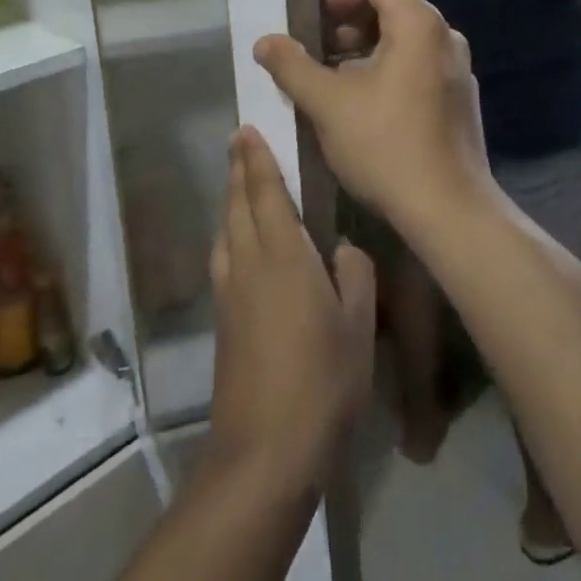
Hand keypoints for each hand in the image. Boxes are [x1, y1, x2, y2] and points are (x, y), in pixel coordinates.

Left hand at [207, 128, 374, 496]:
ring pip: (225, 230)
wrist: (264, 452)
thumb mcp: (358, 323)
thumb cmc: (321, 380)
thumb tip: (342, 249)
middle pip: (237, 204)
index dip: (256, 158)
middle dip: (238, 170)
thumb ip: (353, 273)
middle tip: (239, 142)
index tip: (246, 129)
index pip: (265, 191)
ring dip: (230, 201)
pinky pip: (223, 258)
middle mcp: (248, 263)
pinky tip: (237, 245)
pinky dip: (228, 234)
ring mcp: (229, 294)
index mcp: (282, 254)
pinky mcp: (222, 322)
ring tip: (238, 186)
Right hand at [255, 0, 495, 235]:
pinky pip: (417, 66)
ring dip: (363, 52)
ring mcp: (457, 69)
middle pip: (390, 7)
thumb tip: (264, 42)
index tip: (310, 23)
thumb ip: (291, 66)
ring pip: (402, 41)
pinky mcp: (459, 99)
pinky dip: (386, 72)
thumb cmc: (386, 146)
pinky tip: (362, 108)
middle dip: (346, 25)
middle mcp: (445, 37)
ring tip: (330, 83)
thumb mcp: (327, 103)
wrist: (448, 211)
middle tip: (313, 54)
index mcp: (419, 23)